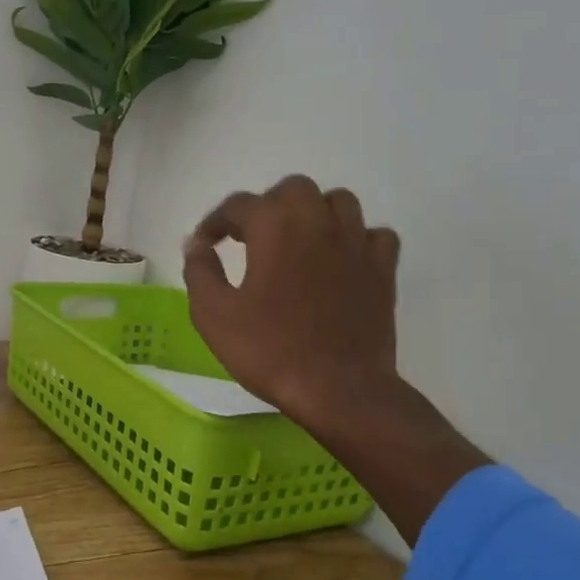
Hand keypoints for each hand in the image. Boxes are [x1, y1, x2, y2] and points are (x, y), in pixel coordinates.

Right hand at [181, 175, 402, 433]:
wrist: (338, 390)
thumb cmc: (269, 350)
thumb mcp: (213, 315)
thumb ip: (200, 271)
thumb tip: (196, 243)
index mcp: (274, 227)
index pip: (238, 205)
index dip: (215, 222)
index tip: (205, 244)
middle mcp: (318, 221)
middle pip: (293, 189)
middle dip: (268, 206)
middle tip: (251, 238)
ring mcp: (356, 243)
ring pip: (338, 201)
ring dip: (314, 213)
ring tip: (298, 240)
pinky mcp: (383, 269)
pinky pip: (374, 235)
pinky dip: (356, 239)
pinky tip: (340, 260)